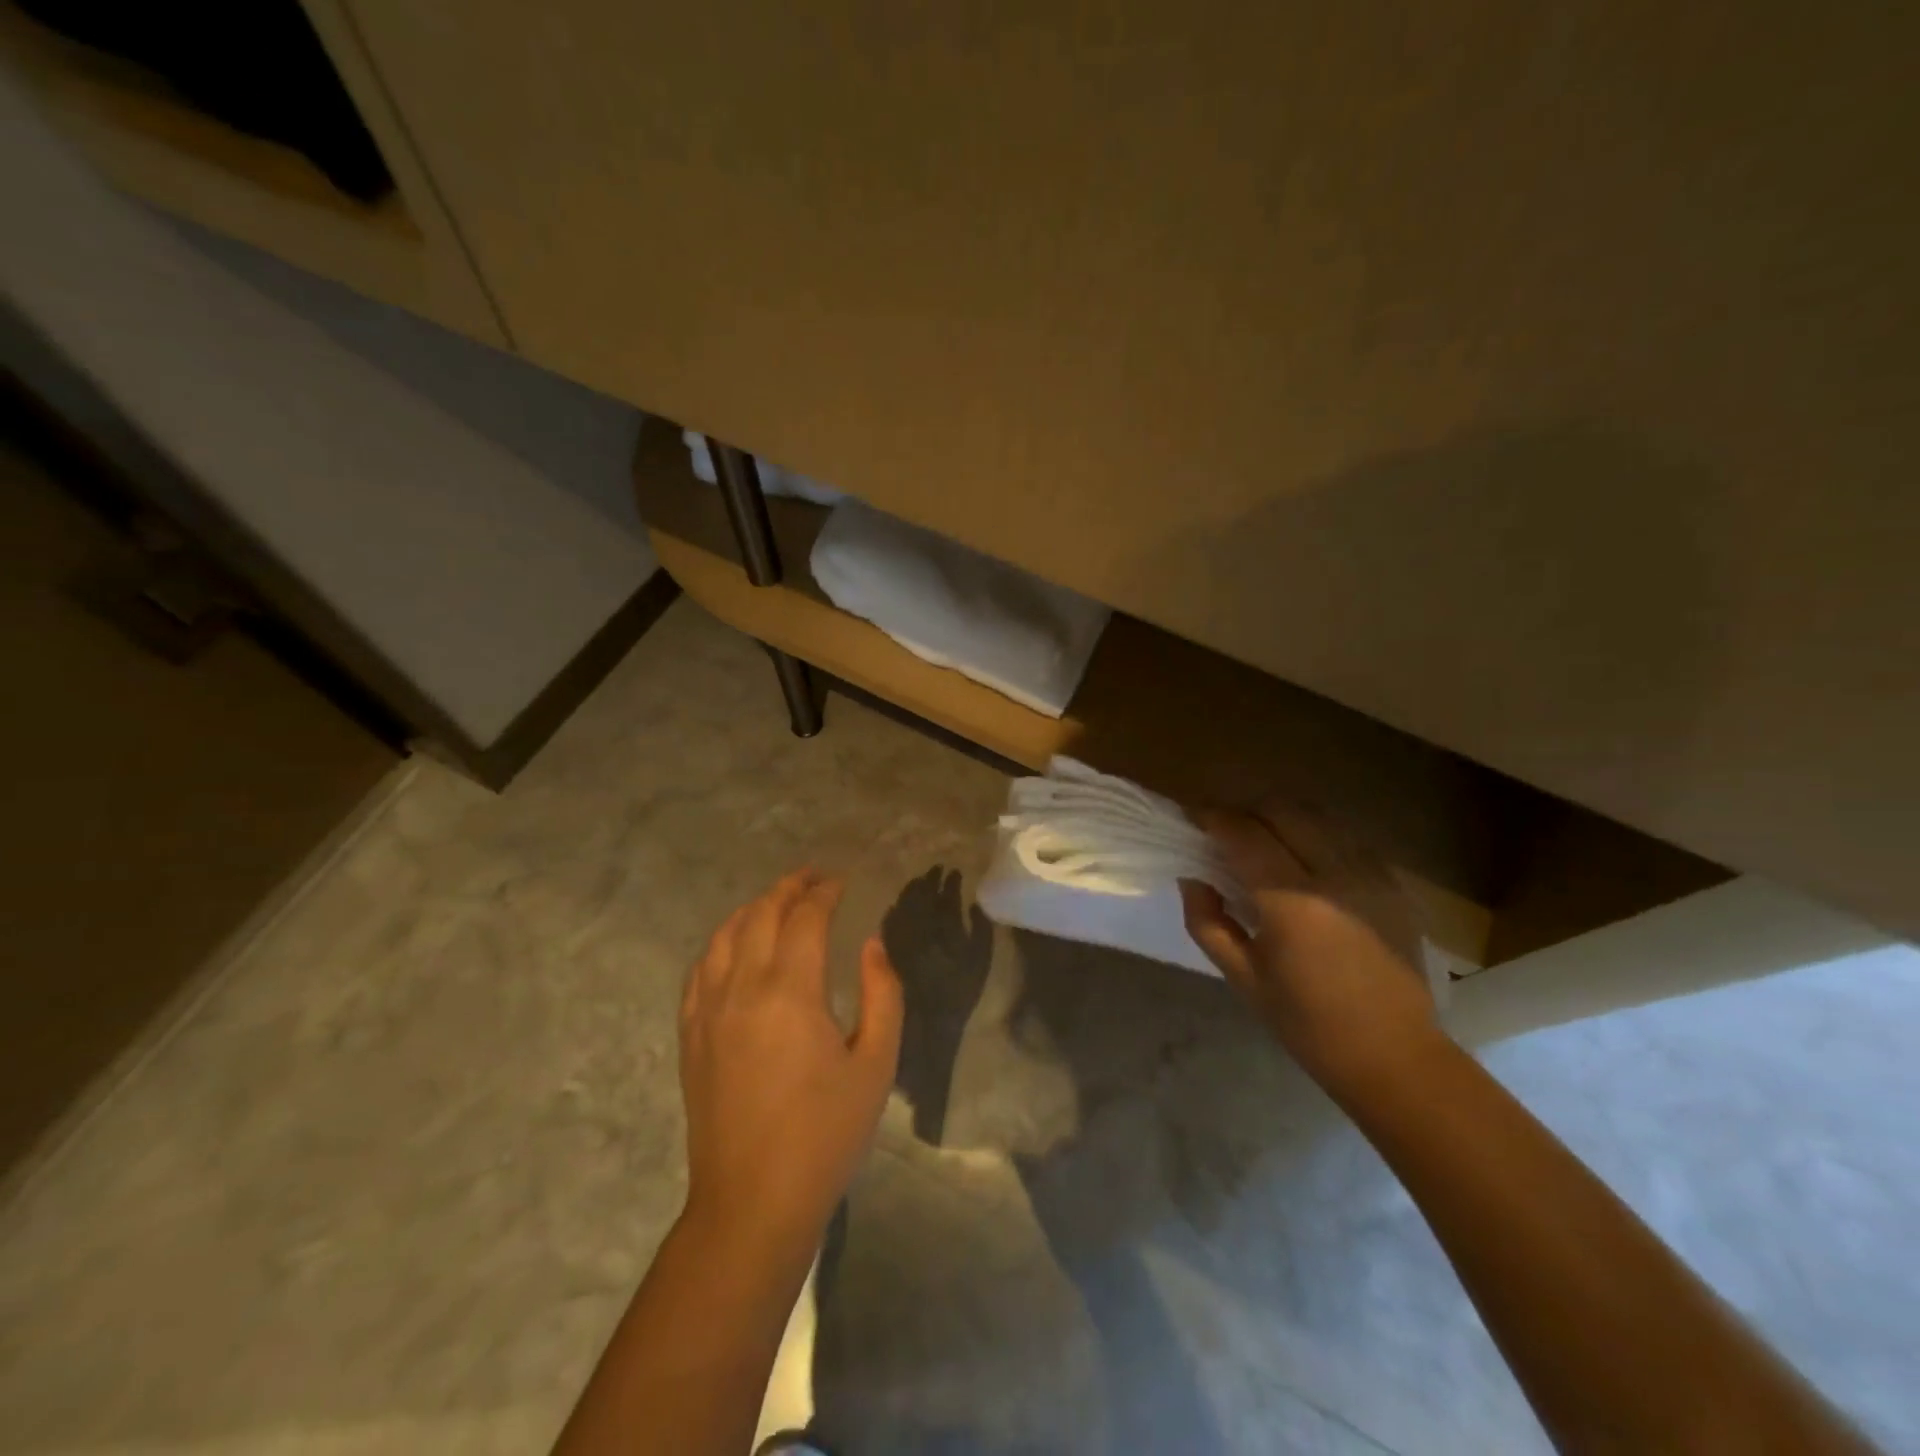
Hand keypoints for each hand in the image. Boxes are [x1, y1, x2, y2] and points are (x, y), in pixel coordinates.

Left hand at [679, 870, 903, 1246]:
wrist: (752, 1203)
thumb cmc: (825, 1135)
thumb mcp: (877, 1064)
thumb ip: (881, 994)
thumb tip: (871, 944)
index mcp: (791, 991)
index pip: (806, 917)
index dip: (826, 892)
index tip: (843, 882)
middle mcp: (743, 987)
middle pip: (762, 914)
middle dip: (790, 887)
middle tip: (815, 878)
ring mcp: (708, 1010)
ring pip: (725, 934)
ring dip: (754, 908)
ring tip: (778, 902)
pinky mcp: (691, 1034)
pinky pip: (700, 968)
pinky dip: (721, 942)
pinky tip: (734, 946)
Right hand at [1180, 802, 1438, 1089]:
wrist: (1395, 1056)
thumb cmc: (1308, 1024)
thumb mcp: (1243, 978)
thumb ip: (1207, 922)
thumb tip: (1192, 878)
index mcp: (1291, 901)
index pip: (1243, 833)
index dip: (1213, 818)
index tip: (1193, 818)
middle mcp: (1333, 874)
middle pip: (1282, 811)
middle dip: (1246, 812)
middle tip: (1224, 832)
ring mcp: (1370, 875)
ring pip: (1317, 818)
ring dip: (1281, 819)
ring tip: (1261, 842)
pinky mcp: (1393, 884)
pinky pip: (1345, 839)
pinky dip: (1314, 836)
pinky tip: (1303, 862)